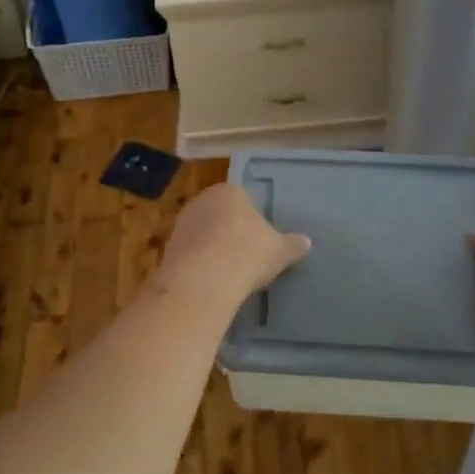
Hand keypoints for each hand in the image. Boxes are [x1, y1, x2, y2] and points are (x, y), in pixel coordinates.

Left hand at [158, 182, 311, 300]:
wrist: (204, 279)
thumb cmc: (247, 253)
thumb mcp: (279, 251)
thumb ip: (293, 245)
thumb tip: (307, 242)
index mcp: (230, 191)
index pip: (243, 199)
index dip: (252, 219)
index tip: (260, 239)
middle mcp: (202, 200)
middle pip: (220, 215)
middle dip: (230, 232)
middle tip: (245, 256)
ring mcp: (182, 223)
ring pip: (203, 234)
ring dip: (212, 249)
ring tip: (228, 273)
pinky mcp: (168, 249)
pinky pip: (190, 254)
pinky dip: (199, 265)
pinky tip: (211, 282)